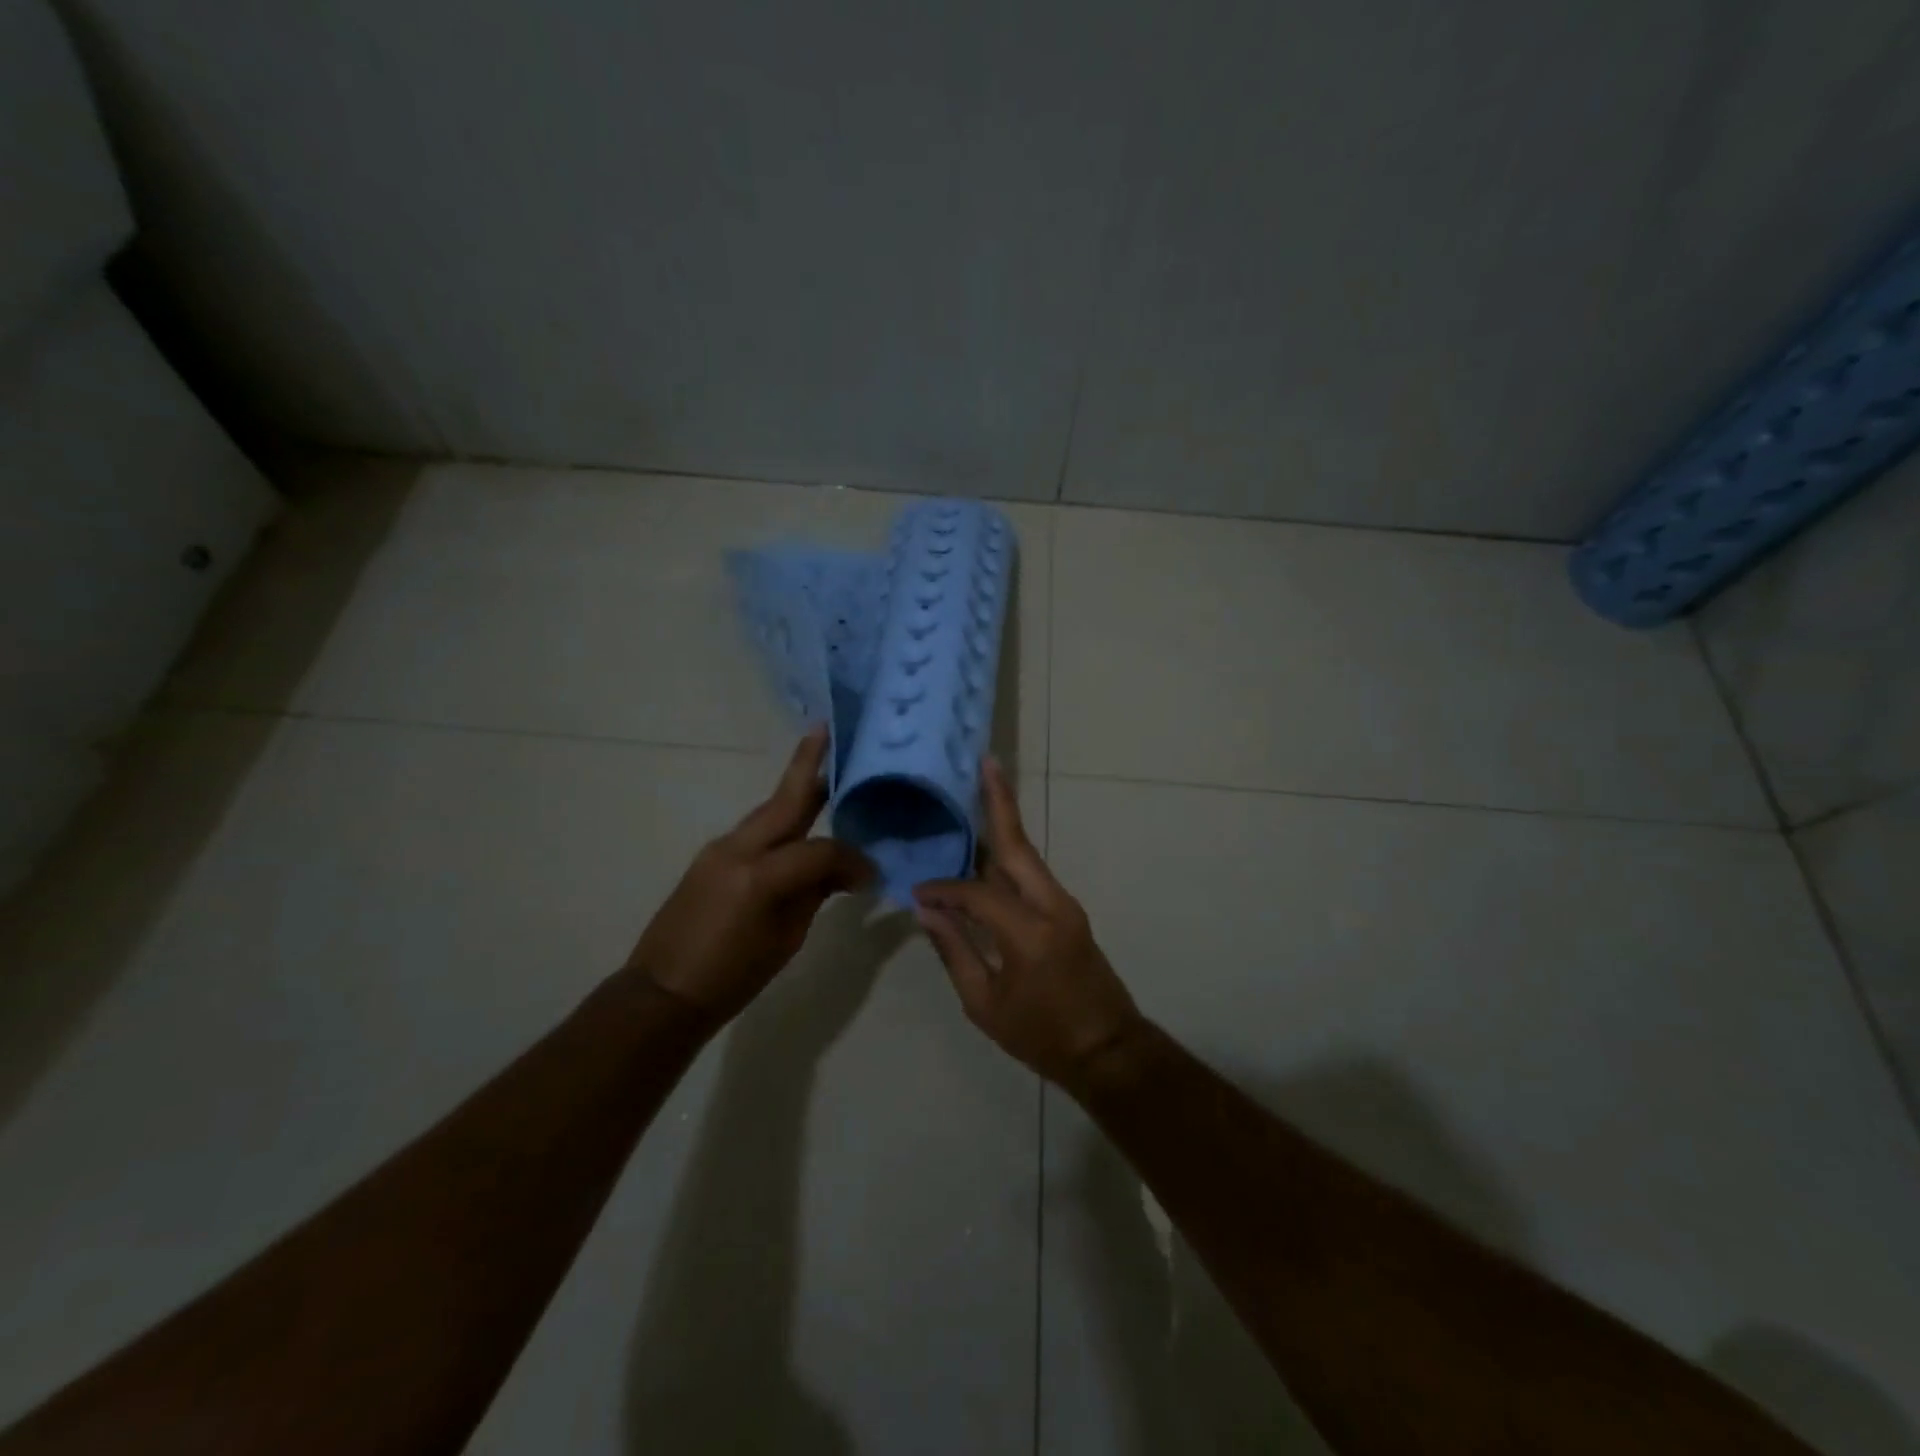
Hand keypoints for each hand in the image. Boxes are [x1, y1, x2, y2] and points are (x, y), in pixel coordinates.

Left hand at [627, 727, 871, 1024]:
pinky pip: (754, 830)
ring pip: (768, 811)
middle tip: (826, 731)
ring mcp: (720, 849)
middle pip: (784, 800)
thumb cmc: (732, 976)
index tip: (870, 875)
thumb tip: (843, 872)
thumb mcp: (786, 939)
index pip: (821, 850)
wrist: (663, 992)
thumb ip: (814, 895)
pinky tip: (797, 827)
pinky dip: (780, 822)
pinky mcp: (710, 857)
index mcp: (761, 875)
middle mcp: (739, 849)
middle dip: (807, 764)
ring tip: (825, 778)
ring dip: (795, 792)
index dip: (851, 859)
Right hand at [913, 759, 1144, 1089]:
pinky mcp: (1067, 910)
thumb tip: (928, 910)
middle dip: (999, 801)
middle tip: (984, 763)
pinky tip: (986, 848)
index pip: (977, 892)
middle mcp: (1052, 904)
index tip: (917, 892)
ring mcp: (1065, 904)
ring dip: (1004, 823)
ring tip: (981, 791)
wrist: (1107, 1050)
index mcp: (1029, 931)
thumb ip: (955, 951)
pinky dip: (1008, 854)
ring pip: (1027, 854)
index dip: (944, 888)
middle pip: (1018, 844)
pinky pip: (1031, 874)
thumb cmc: (1042, 1036)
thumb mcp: (985, 1004)